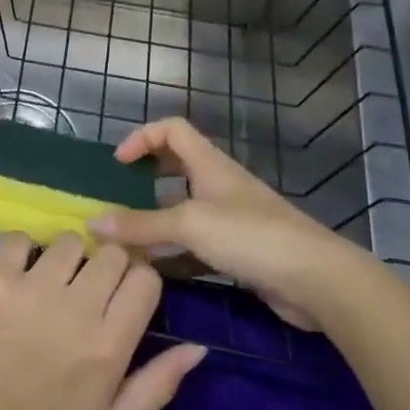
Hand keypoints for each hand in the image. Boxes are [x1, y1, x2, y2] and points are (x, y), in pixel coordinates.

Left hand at [0, 233, 205, 409]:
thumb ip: (158, 385)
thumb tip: (198, 346)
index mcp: (109, 344)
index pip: (145, 278)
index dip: (139, 282)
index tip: (123, 296)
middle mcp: (76, 307)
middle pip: (112, 253)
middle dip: (107, 267)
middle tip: (87, 291)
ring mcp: (32, 286)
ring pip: (70, 241)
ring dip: (68, 257)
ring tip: (52, 282)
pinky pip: (21, 237)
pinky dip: (24, 250)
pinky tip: (19, 273)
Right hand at [87, 117, 382, 331]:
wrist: (317, 280)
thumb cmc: (251, 236)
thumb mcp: (188, 225)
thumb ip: (140, 224)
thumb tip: (92, 222)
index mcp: (209, 164)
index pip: (172, 129)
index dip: (142, 137)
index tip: (119, 163)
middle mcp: (219, 184)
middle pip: (177, 166)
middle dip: (146, 178)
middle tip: (119, 197)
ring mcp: (232, 218)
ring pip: (185, 208)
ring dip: (157, 218)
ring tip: (128, 237)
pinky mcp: (239, 250)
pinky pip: (197, 242)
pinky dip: (175, 250)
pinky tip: (156, 269)